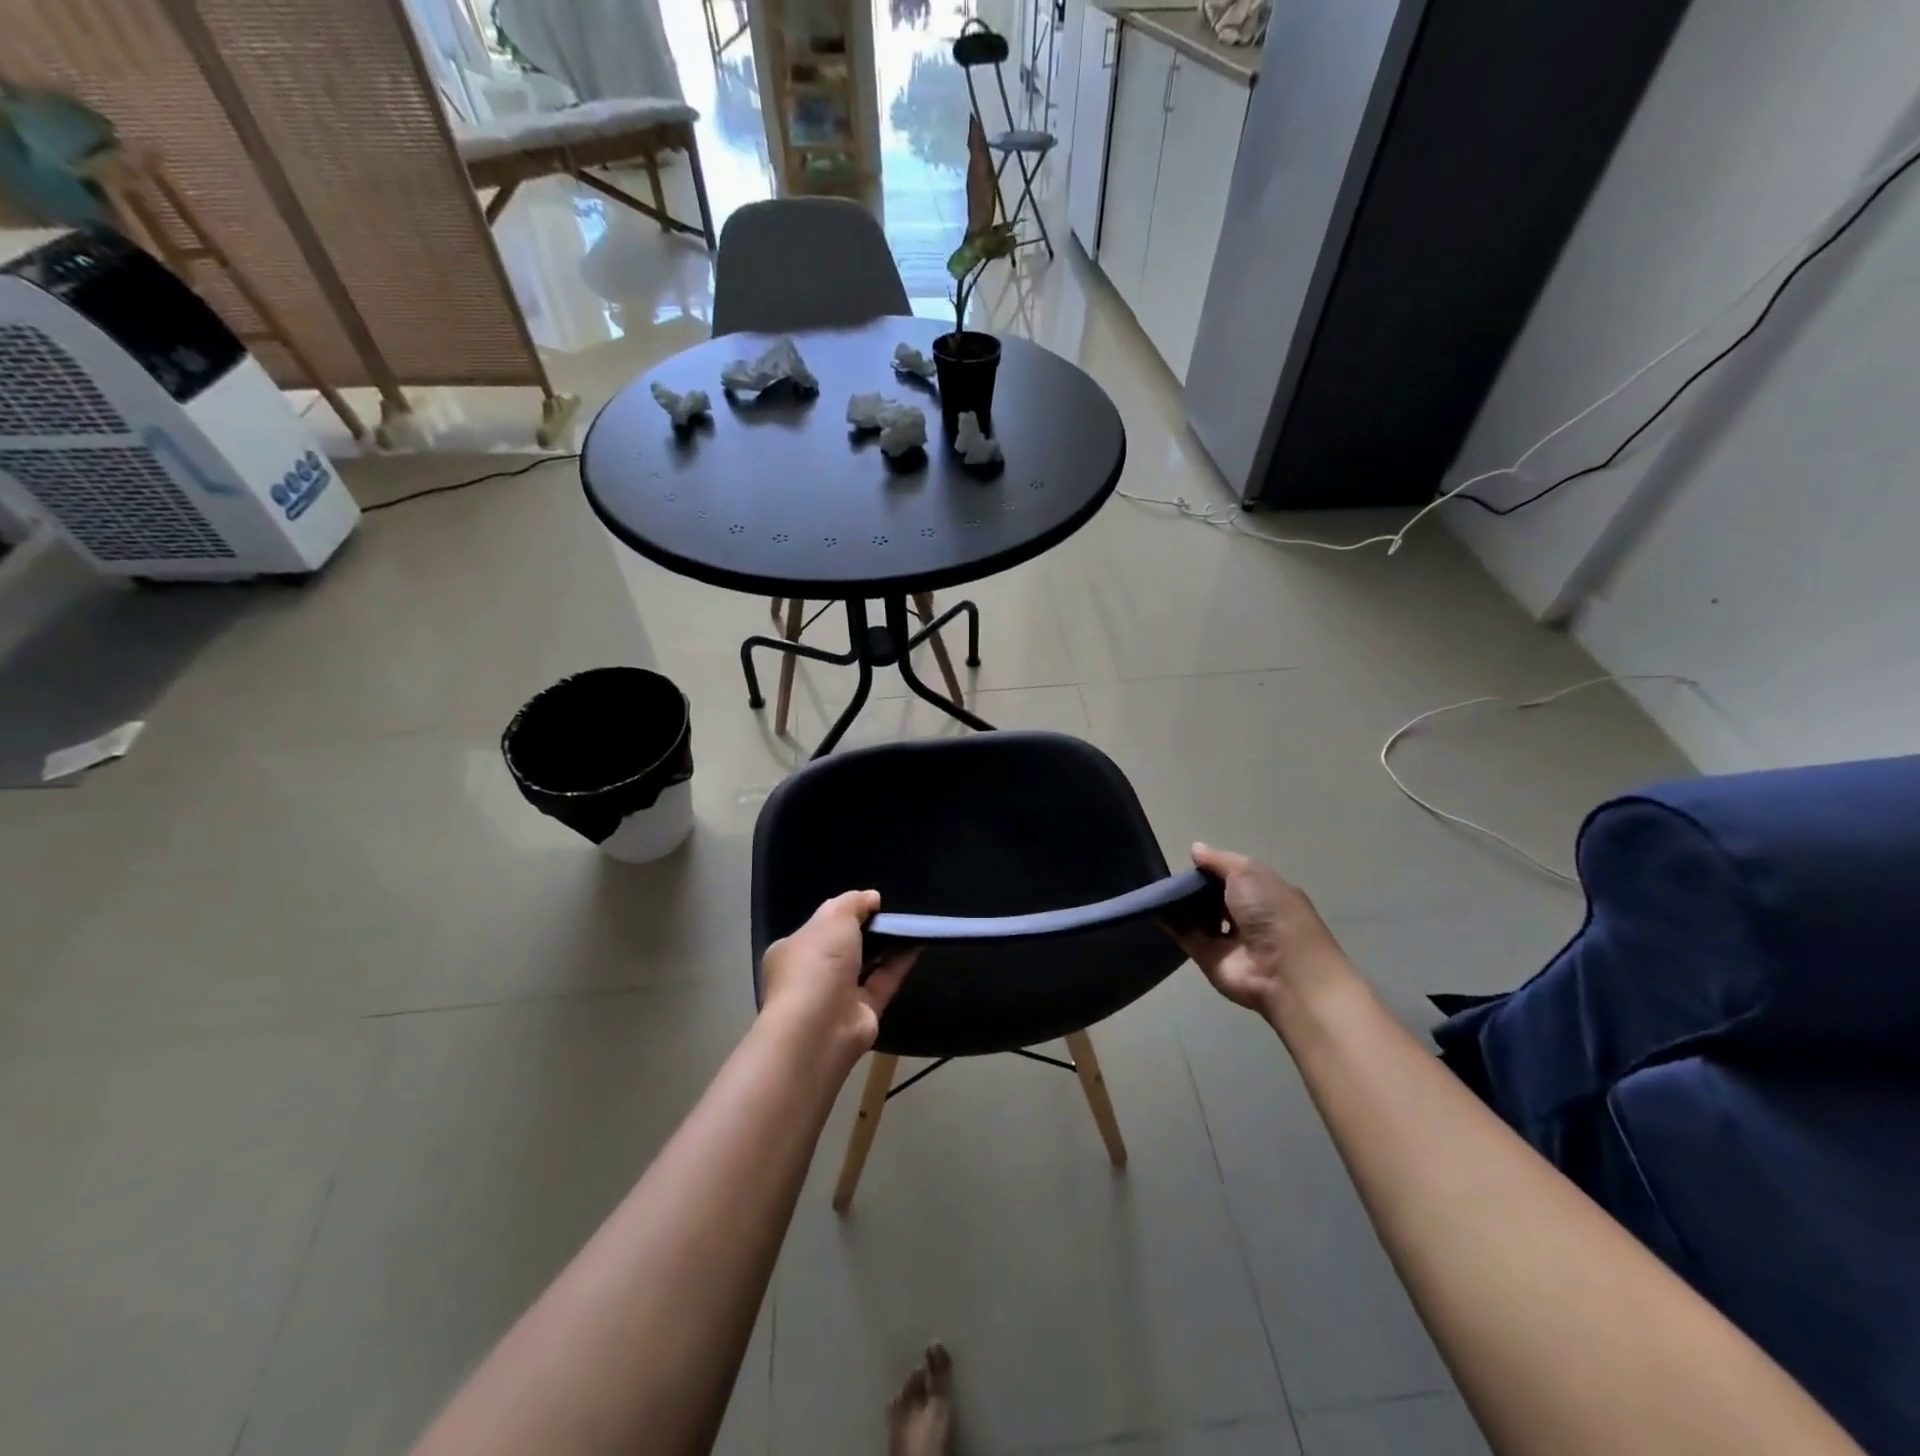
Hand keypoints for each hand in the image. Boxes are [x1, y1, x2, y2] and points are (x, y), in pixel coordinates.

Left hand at [760, 890, 916, 1066]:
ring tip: (908, 923)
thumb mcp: (833, 918)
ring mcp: (836, 996)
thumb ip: (852, 903)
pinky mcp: (863, 1013)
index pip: (816, 928)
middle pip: (842, 947)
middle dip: (864, 931)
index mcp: (791, 951)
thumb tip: (872, 898)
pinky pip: (883, 981)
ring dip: (885, 946)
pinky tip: (917, 942)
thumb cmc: (816, 964)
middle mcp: (811, 974)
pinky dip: (899, 962)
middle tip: (889, 914)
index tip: (866, 904)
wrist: (820, 1026)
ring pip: (865, 965)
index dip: (841, 914)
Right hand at [1171, 844, 1356, 1018]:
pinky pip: (1186, 935)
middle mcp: (1248, 916)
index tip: (1192, 862)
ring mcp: (1228, 939)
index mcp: (1265, 893)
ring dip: (1181, 905)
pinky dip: (1170, 923)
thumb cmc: (1271, 912)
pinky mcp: (1209, 958)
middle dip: (1195, 886)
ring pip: (1199, 917)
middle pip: (1215, 897)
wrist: (1283, 971)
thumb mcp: (1248, 873)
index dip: (1214, 868)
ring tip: (1159, 890)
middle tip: (1171, 877)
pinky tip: (1155, 908)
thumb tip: (1196, 849)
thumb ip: (1219, 861)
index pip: (1235, 876)